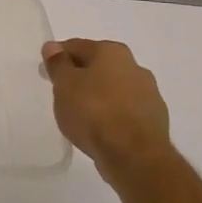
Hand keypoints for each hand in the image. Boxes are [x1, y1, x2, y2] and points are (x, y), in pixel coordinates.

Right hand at [41, 38, 175, 183]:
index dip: (58, 57)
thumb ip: (58, 63)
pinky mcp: (155, 122)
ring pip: (114, 89)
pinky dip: (111, 115)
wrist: (134, 155)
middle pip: (99, 66)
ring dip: (98, 96)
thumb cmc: (93, 111)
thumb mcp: (64, 84)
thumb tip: (53, 47)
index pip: (77, 46)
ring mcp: (150, 95)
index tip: (46, 72)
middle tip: (61, 92)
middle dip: (81, 76)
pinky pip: (125, 111)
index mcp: (112, 52)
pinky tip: (99, 129)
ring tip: (79, 114)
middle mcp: (135, 67)